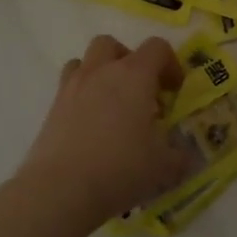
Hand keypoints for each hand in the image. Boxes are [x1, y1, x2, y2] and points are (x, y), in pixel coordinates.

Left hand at [13, 35, 192, 230]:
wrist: (59, 191)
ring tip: (111, 104)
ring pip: (84, 61)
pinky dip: (81, 97)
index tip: (174, 91)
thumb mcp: (164, 166)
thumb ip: (179, 156)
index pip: (157, 48)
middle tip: (139, 91)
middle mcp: (101, 72)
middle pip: (112, 45)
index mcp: (135, 75)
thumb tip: (185, 156)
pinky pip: (68, 88)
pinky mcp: (51, 110)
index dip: (170, 64)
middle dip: (128, 60)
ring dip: (100, 73)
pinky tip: (90, 126)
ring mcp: (72, 88)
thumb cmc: (120, 168)